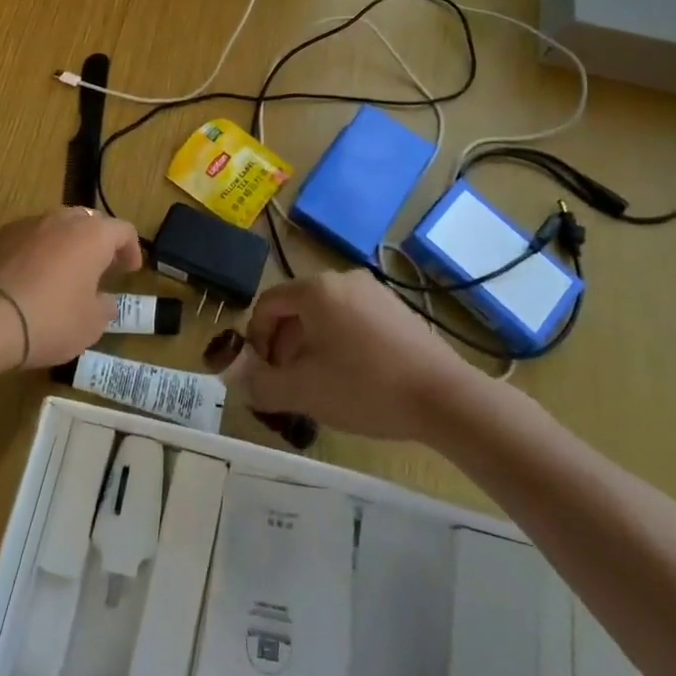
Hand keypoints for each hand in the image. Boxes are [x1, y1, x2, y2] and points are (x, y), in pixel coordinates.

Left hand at [0, 207, 141, 367]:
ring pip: (57, 226)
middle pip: (89, 222)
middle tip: (100, 268)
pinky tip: (31, 277)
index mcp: (93, 235)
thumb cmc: (50, 320)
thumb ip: (104, 307)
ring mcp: (28, 224)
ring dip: (66, 244)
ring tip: (63, 272)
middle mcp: (62, 219)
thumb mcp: (90, 325)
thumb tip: (104, 300)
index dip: (131, 249)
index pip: (123, 230)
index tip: (130, 270)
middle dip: (98, 242)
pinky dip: (37, 251)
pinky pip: (29, 237)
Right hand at [232, 270, 480, 442]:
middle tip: (286, 382)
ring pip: (325, 314)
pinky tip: (353, 377)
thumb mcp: (304, 390)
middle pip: (296, 307)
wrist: (444, 397)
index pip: (267, 303)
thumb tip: (231, 375)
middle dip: (283, 344)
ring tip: (318, 384)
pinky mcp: (397, 309)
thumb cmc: (365, 387)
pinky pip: (353, 318)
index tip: (261, 372)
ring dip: (310, 344)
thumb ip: (260, 383)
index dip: (255, 338)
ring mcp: (374, 291)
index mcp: (315, 289)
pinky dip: (340, 341)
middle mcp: (342, 279)